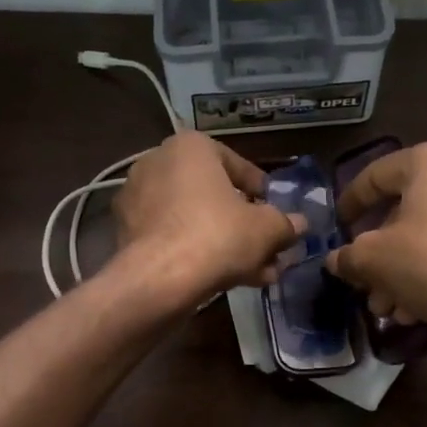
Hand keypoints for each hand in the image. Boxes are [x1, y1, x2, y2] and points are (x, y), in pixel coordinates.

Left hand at [112, 132, 305, 297]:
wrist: (159, 279)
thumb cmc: (218, 235)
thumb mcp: (267, 229)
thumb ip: (285, 223)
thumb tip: (300, 224)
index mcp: (190, 147)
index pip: (236, 164)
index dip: (261, 192)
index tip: (274, 212)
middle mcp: (157, 163)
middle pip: (214, 196)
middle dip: (245, 225)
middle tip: (268, 248)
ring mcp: (137, 199)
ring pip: (195, 220)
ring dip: (227, 244)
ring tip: (256, 273)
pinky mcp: (126, 233)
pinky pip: (173, 237)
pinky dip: (198, 252)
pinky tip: (226, 279)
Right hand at [327, 139, 426, 335]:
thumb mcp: (373, 260)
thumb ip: (348, 256)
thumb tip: (336, 260)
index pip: (376, 174)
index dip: (350, 203)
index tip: (337, 227)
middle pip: (407, 210)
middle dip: (380, 253)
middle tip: (364, 283)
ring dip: (404, 270)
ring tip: (389, 309)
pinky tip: (419, 309)